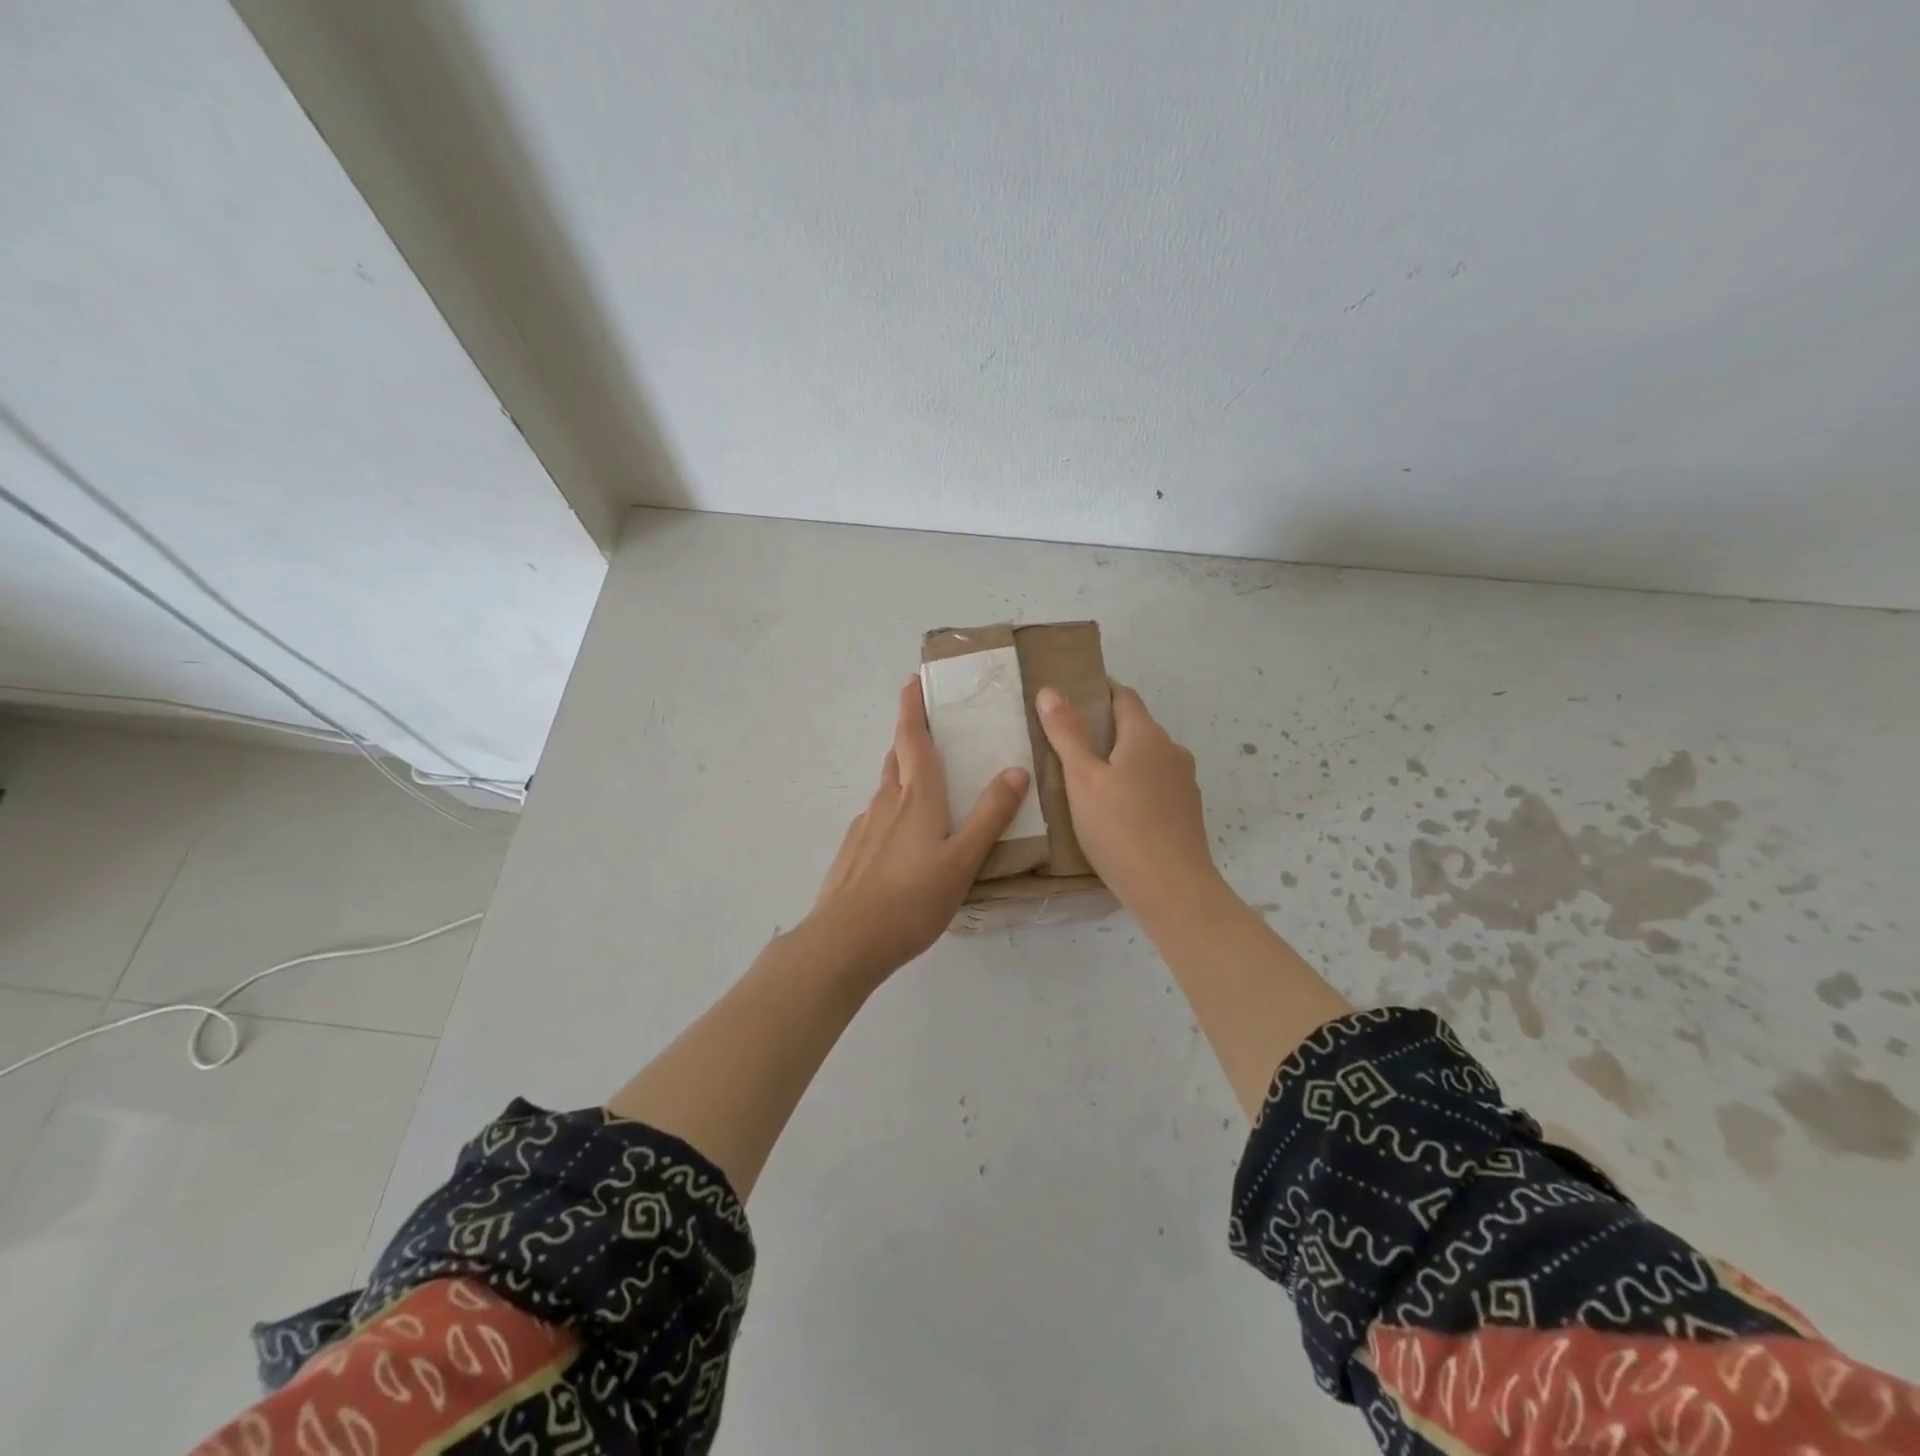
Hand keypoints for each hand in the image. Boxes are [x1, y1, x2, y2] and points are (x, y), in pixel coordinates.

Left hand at [803, 678, 1031, 980]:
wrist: (847, 940)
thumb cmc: (912, 898)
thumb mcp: (963, 860)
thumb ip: (991, 816)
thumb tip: (1016, 769)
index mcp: (917, 798)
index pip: (914, 740)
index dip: (912, 709)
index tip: (912, 681)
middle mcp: (887, 804)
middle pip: (897, 758)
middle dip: (908, 736)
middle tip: (926, 725)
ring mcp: (865, 828)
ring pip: (885, 788)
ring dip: (900, 771)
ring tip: (920, 778)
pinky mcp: (852, 853)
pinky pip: (875, 817)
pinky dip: (890, 809)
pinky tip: (899, 834)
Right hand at [1036, 680, 1225, 924]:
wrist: (1172, 889)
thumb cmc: (1120, 828)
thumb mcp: (1082, 778)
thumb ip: (1067, 733)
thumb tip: (1051, 690)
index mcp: (1147, 736)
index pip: (1124, 696)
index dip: (1098, 691)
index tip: (1069, 697)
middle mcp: (1172, 752)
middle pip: (1135, 727)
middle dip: (1104, 727)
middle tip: (1065, 741)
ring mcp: (1184, 784)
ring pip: (1146, 759)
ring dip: (1118, 759)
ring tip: (1084, 778)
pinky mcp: (1185, 812)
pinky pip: (1154, 785)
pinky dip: (1132, 785)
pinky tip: (1112, 810)